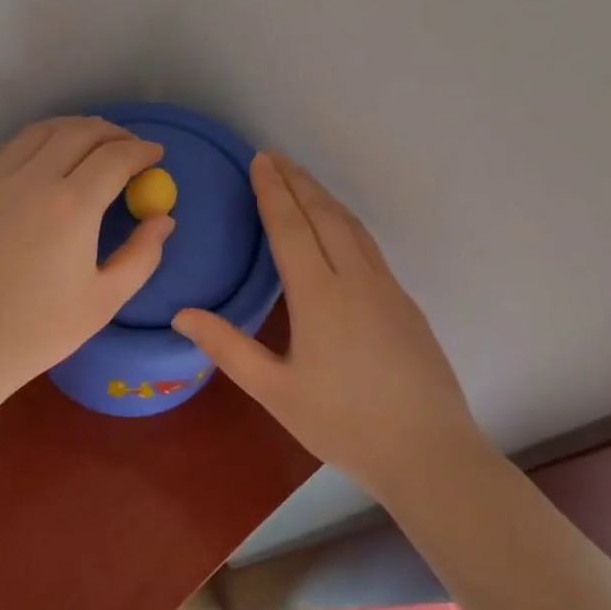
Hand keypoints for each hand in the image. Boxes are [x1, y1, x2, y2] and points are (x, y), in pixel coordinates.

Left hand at [0, 117, 174, 440]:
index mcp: (73, 205)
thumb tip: (163, 218)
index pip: (116, 157)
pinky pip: (7, 148)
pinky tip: (42, 158)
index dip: (142, 151)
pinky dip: (35, 142)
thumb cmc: (38, 331)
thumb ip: (142, 255)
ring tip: (90, 141)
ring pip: (41, 131)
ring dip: (73, 128)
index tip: (156, 154)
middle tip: (128, 146)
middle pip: (80, 132)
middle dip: (113, 132)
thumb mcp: (105, 300)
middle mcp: (34, 178)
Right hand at [172, 152, 488, 502]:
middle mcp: (355, 279)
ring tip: (302, 180)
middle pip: (323, 215)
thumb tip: (181, 314)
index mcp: (319, 295)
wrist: (429, 453)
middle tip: (274, 156)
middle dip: (297, 181)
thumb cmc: (343, 424)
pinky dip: (346, 222)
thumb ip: (227, 348)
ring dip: (324, 197)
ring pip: (352, 227)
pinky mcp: (405, 304)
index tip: (260, 160)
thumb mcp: (274, 391)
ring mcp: (387, 289)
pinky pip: (369, 246)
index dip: (273, 191)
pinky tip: (341, 229)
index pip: (291, 227)